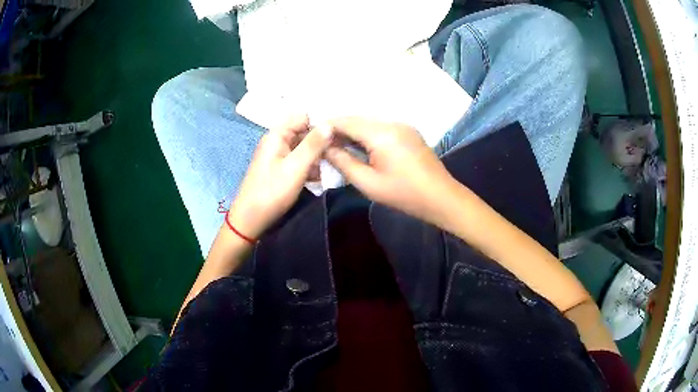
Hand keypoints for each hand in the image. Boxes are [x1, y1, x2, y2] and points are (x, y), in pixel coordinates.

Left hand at [228, 115, 332, 238]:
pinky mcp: (281, 170)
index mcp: (277, 135)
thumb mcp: (296, 167)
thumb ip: (313, 144)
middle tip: (342, 150)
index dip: (321, 122)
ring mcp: (279, 156)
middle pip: (304, 132)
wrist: (251, 220)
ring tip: (336, 163)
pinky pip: (300, 161)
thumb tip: (330, 124)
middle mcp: (277, 141)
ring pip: (304, 148)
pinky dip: (311, 166)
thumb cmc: (272, 191)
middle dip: (322, 140)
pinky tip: (323, 176)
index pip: (303, 117)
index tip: (340, 133)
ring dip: (318, 155)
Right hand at [324, 117, 455, 223]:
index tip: (312, 136)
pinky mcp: (409, 132)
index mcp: (381, 133)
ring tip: (339, 146)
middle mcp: (392, 122)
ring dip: (353, 131)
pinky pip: (382, 127)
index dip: (327, 126)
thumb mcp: (368, 183)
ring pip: (369, 122)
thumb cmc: (404, 194)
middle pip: (357, 119)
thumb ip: (343, 162)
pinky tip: (361, 147)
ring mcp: (403, 125)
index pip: (346, 121)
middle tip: (323, 144)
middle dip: (339, 129)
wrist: (441, 197)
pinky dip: (367, 134)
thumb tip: (326, 148)